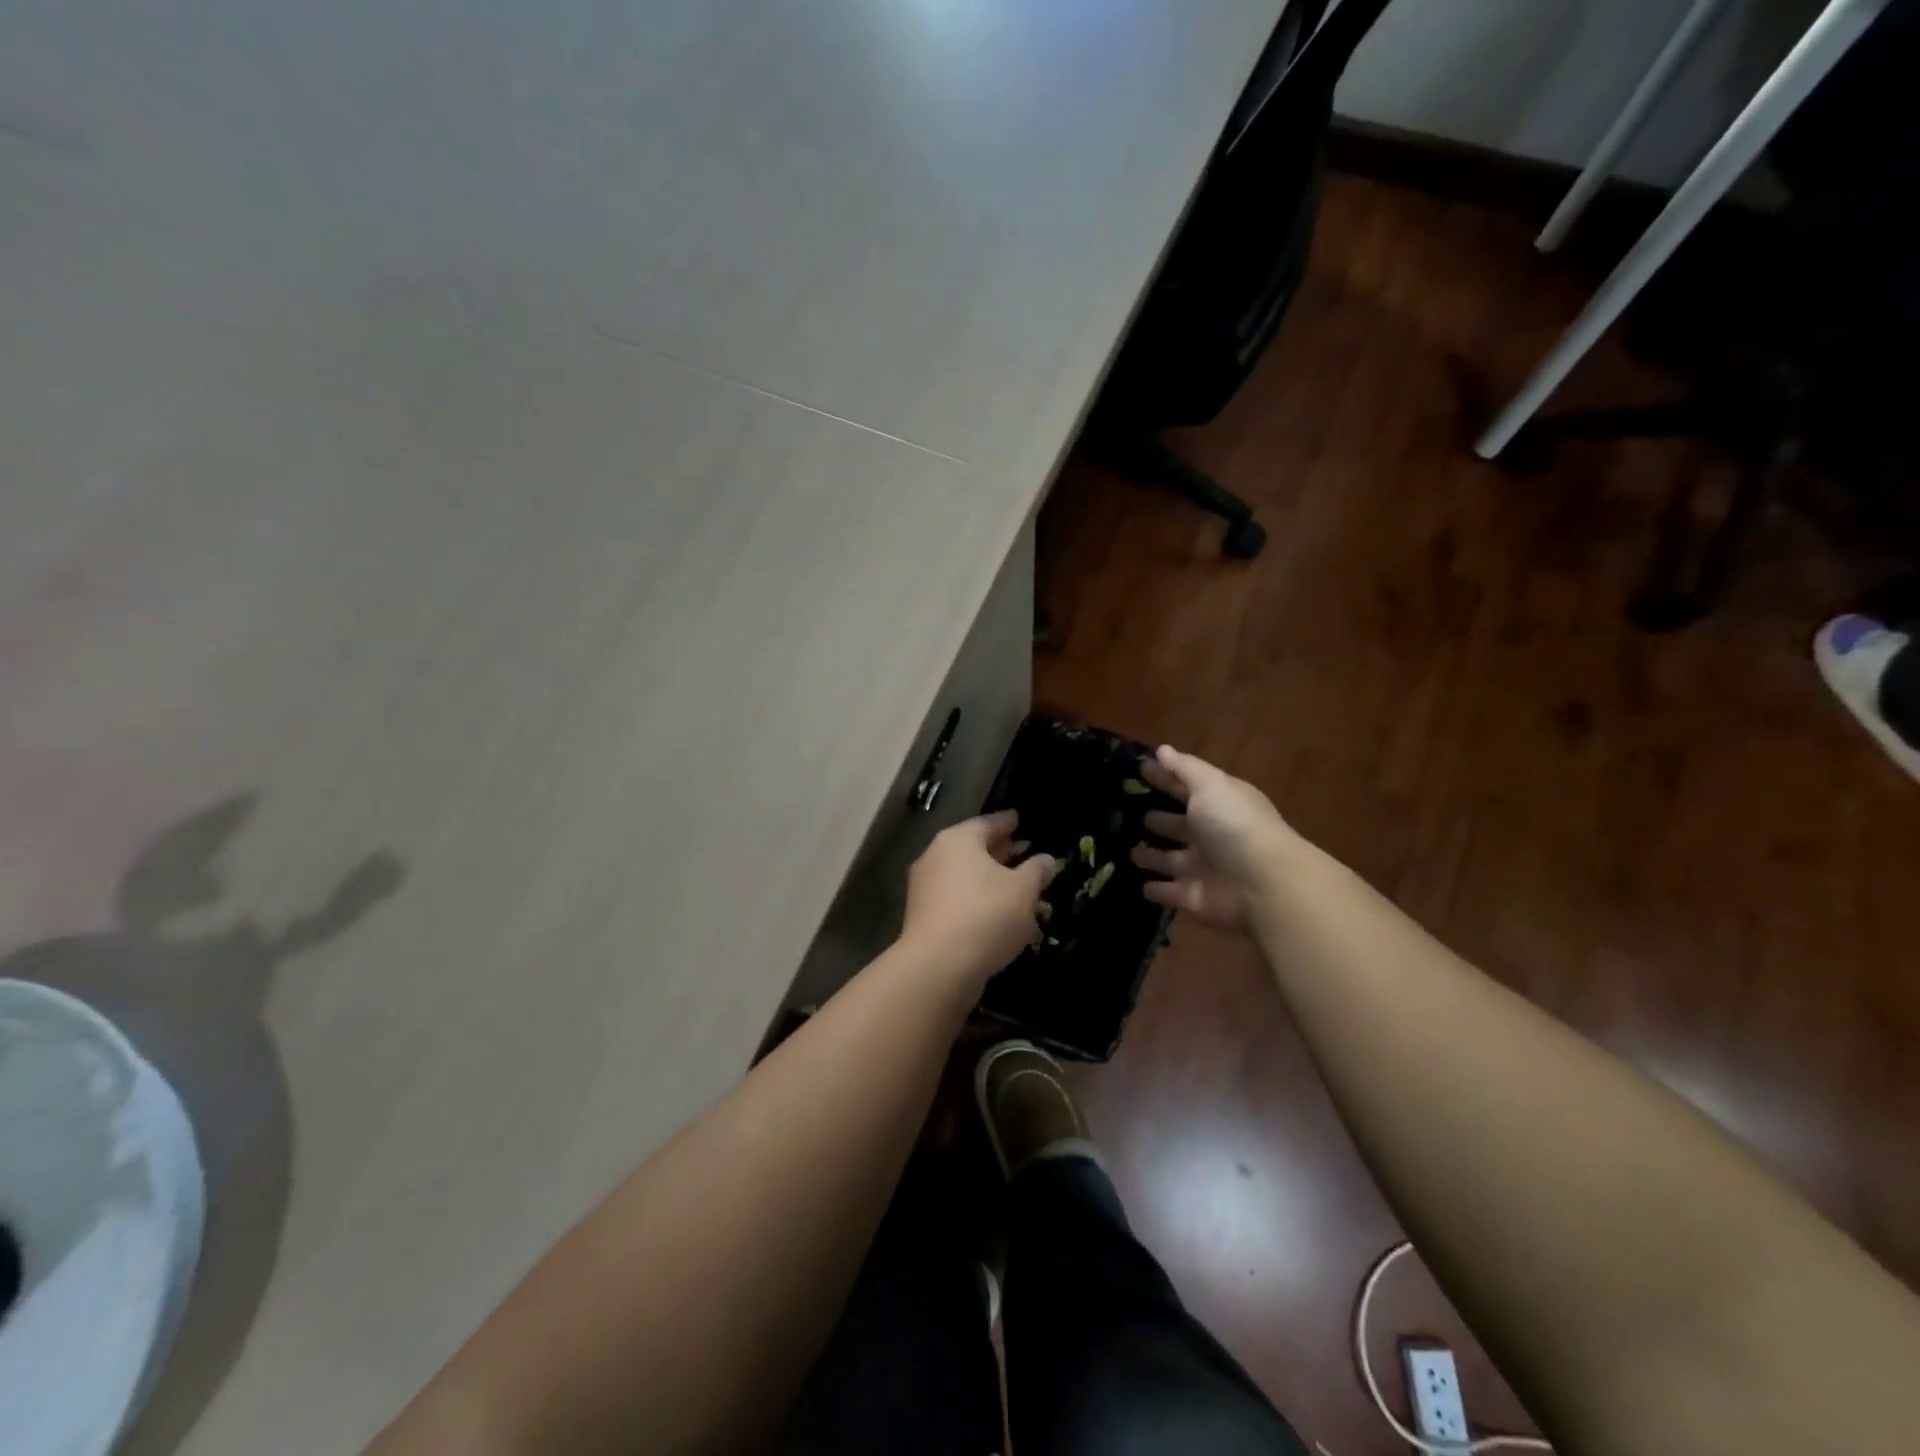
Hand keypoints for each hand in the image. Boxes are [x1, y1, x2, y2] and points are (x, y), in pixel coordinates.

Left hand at [901, 811, 1057, 986]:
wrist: (938, 966)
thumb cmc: (986, 915)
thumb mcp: (1023, 891)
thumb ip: (1036, 871)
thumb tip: (1045, 859)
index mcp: (959, 839)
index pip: (988, 823)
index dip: (1007, 822)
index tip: (1019, 819)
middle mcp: (935, 856)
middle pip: (972, 847)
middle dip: (998, 850)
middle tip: (1022, 851)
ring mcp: (925, 886)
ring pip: (963, 874)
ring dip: (987, 877)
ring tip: (1013, 884)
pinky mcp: (922, 915)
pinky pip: (955, 897)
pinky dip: (975, 898)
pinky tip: (994, 912)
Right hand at [1130, 746, 1292, 934]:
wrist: (1262, 883)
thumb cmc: (1234, 825)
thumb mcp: (1210, 785)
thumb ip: (1185, 768)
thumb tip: (1162, 749)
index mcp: (1218, 805)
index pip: (1186, 788)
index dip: (1165, 778)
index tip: (1140, 770)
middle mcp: (1211, 836)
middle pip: (1180, 825)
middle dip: (1160, 820)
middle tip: (1131, 812)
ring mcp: (1202, 868)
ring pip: (1171, 860)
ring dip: (1153, 856)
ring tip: (1130, 851)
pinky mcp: (1193, 897)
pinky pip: (1169, 892)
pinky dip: (1156, 890)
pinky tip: (1141, 885)